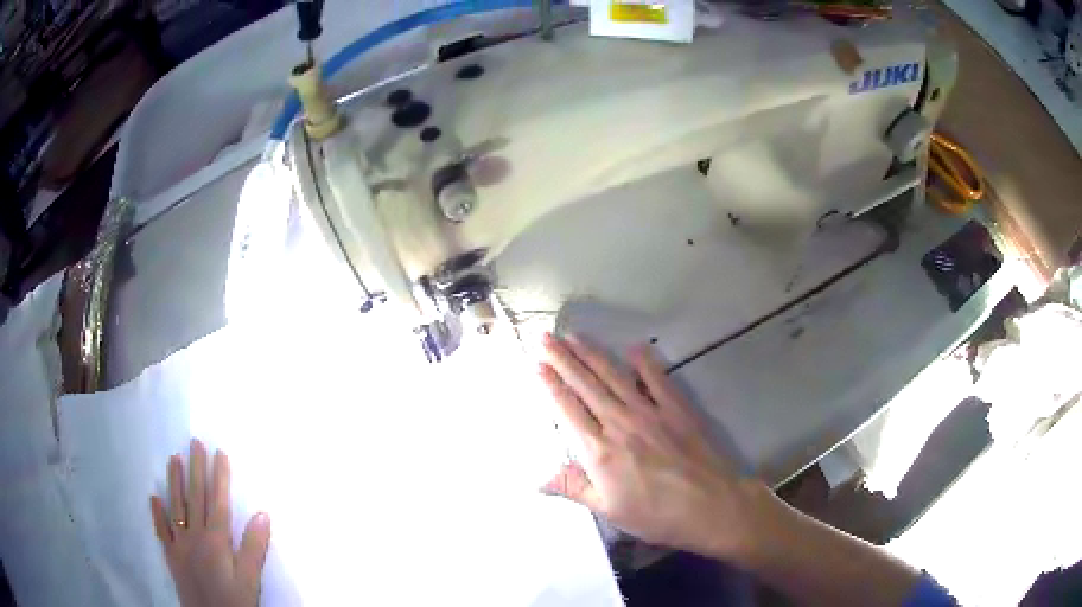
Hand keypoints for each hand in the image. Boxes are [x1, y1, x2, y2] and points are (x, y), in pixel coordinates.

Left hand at [149, 440, 270, 606]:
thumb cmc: (234, 602)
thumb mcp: (250, 580)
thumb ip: (254, 548)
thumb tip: (263, 514)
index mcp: (216, 540)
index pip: (218, 501)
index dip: (220, 477)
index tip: (220, 452)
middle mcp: (195, 536)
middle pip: (195, 498)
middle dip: (196, 469)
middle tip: (195, 442)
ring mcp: (180, 545)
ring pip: (176, 507)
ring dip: (175, 482)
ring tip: (174, 458)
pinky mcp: (172, 556)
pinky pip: (162, 531)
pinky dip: (157, 513)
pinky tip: (154, 497)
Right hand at [539, 334, 776, 561]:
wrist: (709, 506)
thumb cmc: (655, 514)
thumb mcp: (608, 510)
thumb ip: (573, 488)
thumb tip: (537, 478)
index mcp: (599, 450)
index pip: (568, 409)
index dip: (551, 384)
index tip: (536, 363)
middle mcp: (620, 423)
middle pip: (586, 384)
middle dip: (563, 359)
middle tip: (545, 336)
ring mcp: (650, 412)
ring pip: (614, 376)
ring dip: (593, 354)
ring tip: (574, 336)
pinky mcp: (676, 408)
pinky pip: (658, 379)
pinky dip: (645, 362)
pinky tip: (634, 347)